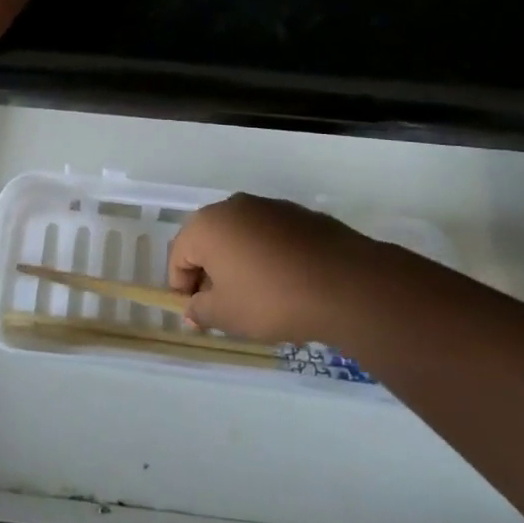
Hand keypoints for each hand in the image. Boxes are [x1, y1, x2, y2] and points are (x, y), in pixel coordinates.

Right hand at [168, 194, 377, 343]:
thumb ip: (200, 311)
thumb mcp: (227, 315)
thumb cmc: (272, 299)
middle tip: (224, 308)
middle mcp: (232, 206)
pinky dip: (267, 256)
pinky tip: (285, 283)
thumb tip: (191, 310)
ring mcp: (268, 206)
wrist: (345, 284)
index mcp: (207, 225)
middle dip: (210, 274)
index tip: (198, 315)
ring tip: (256, 298)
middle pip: (208, 242)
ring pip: (240, 237)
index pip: (178, 256)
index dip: (182, 288)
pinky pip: (269, 236)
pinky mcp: (298, 214)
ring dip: (238, 264)